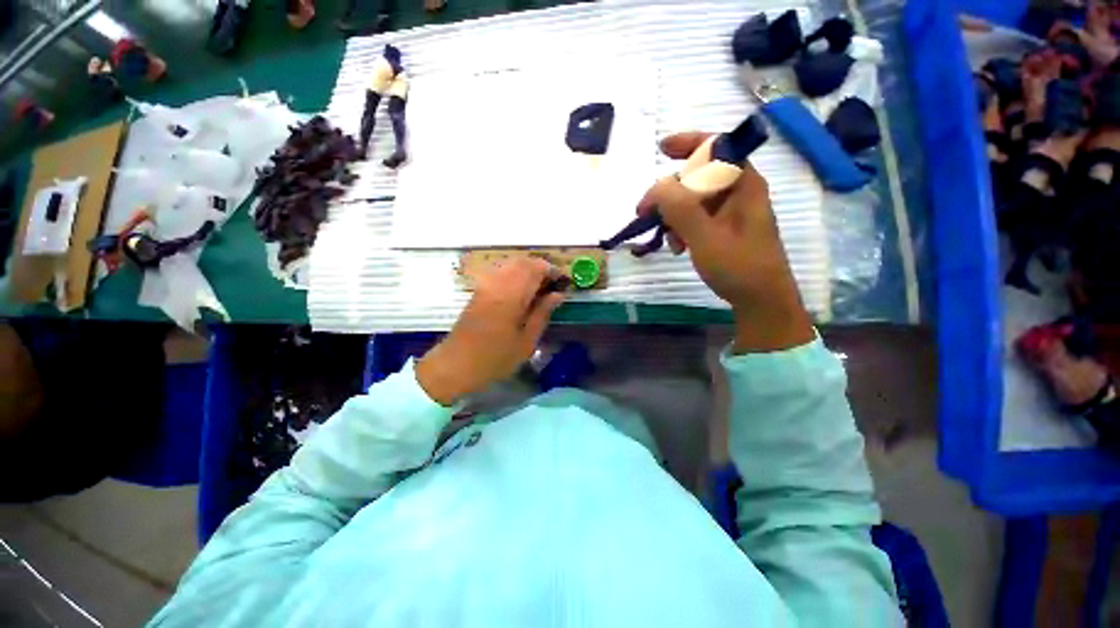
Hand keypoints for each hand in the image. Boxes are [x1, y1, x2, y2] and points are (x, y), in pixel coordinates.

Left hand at [416, 257, 564, 404]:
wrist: (456, 364)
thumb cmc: (495, 358)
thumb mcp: (526, 341)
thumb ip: (542, 313)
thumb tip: (558, 294)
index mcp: (511, 296)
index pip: (535, 269)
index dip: (553, 271)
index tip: (565, 282)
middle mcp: (497, 284)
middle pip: (523, 262)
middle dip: (542, 268)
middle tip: (554, 285)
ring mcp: (486, 285)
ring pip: (511, 265)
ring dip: (529, 270)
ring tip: (541, 288)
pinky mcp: (479, 290)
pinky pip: (502, 272)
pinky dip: (516, 275)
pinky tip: (523, 292)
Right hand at [639, 132, 813, 352]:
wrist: (760, 300)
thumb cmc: (739, 267)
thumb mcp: (706, 238)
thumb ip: (681, 209)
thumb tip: (657, 186)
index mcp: (743, 184)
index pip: (717, 148)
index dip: (689, 142)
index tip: (661, 149)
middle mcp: (738, 192)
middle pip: (697, 177)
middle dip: (670, 194)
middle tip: (646, 214)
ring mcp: (730, 211)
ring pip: (692, 200)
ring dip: (673, 216)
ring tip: (669, 241)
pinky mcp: (723, 228)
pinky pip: (696, 218)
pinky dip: (681, 229)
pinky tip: (678, 247)